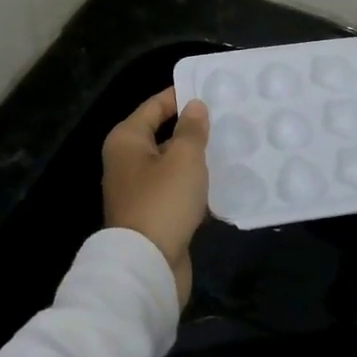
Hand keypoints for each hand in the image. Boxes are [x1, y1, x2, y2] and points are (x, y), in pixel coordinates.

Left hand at [102, 88, 210, 304]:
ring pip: (171, 164)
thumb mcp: (184, 158)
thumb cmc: (163, 201)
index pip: (154, 106)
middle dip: (192, 128)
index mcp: (126, 140)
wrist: (147, 266)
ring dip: (196, 159)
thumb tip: (194, 106)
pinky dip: (194, 186)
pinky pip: (176, 190)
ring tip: (230, 147)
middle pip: (162, 134)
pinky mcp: (152, 216)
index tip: (210, 90)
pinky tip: (221, 182)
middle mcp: (127, 162)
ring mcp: (138, 191)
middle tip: (227, 119)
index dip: (180, 96)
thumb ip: (191, 129)